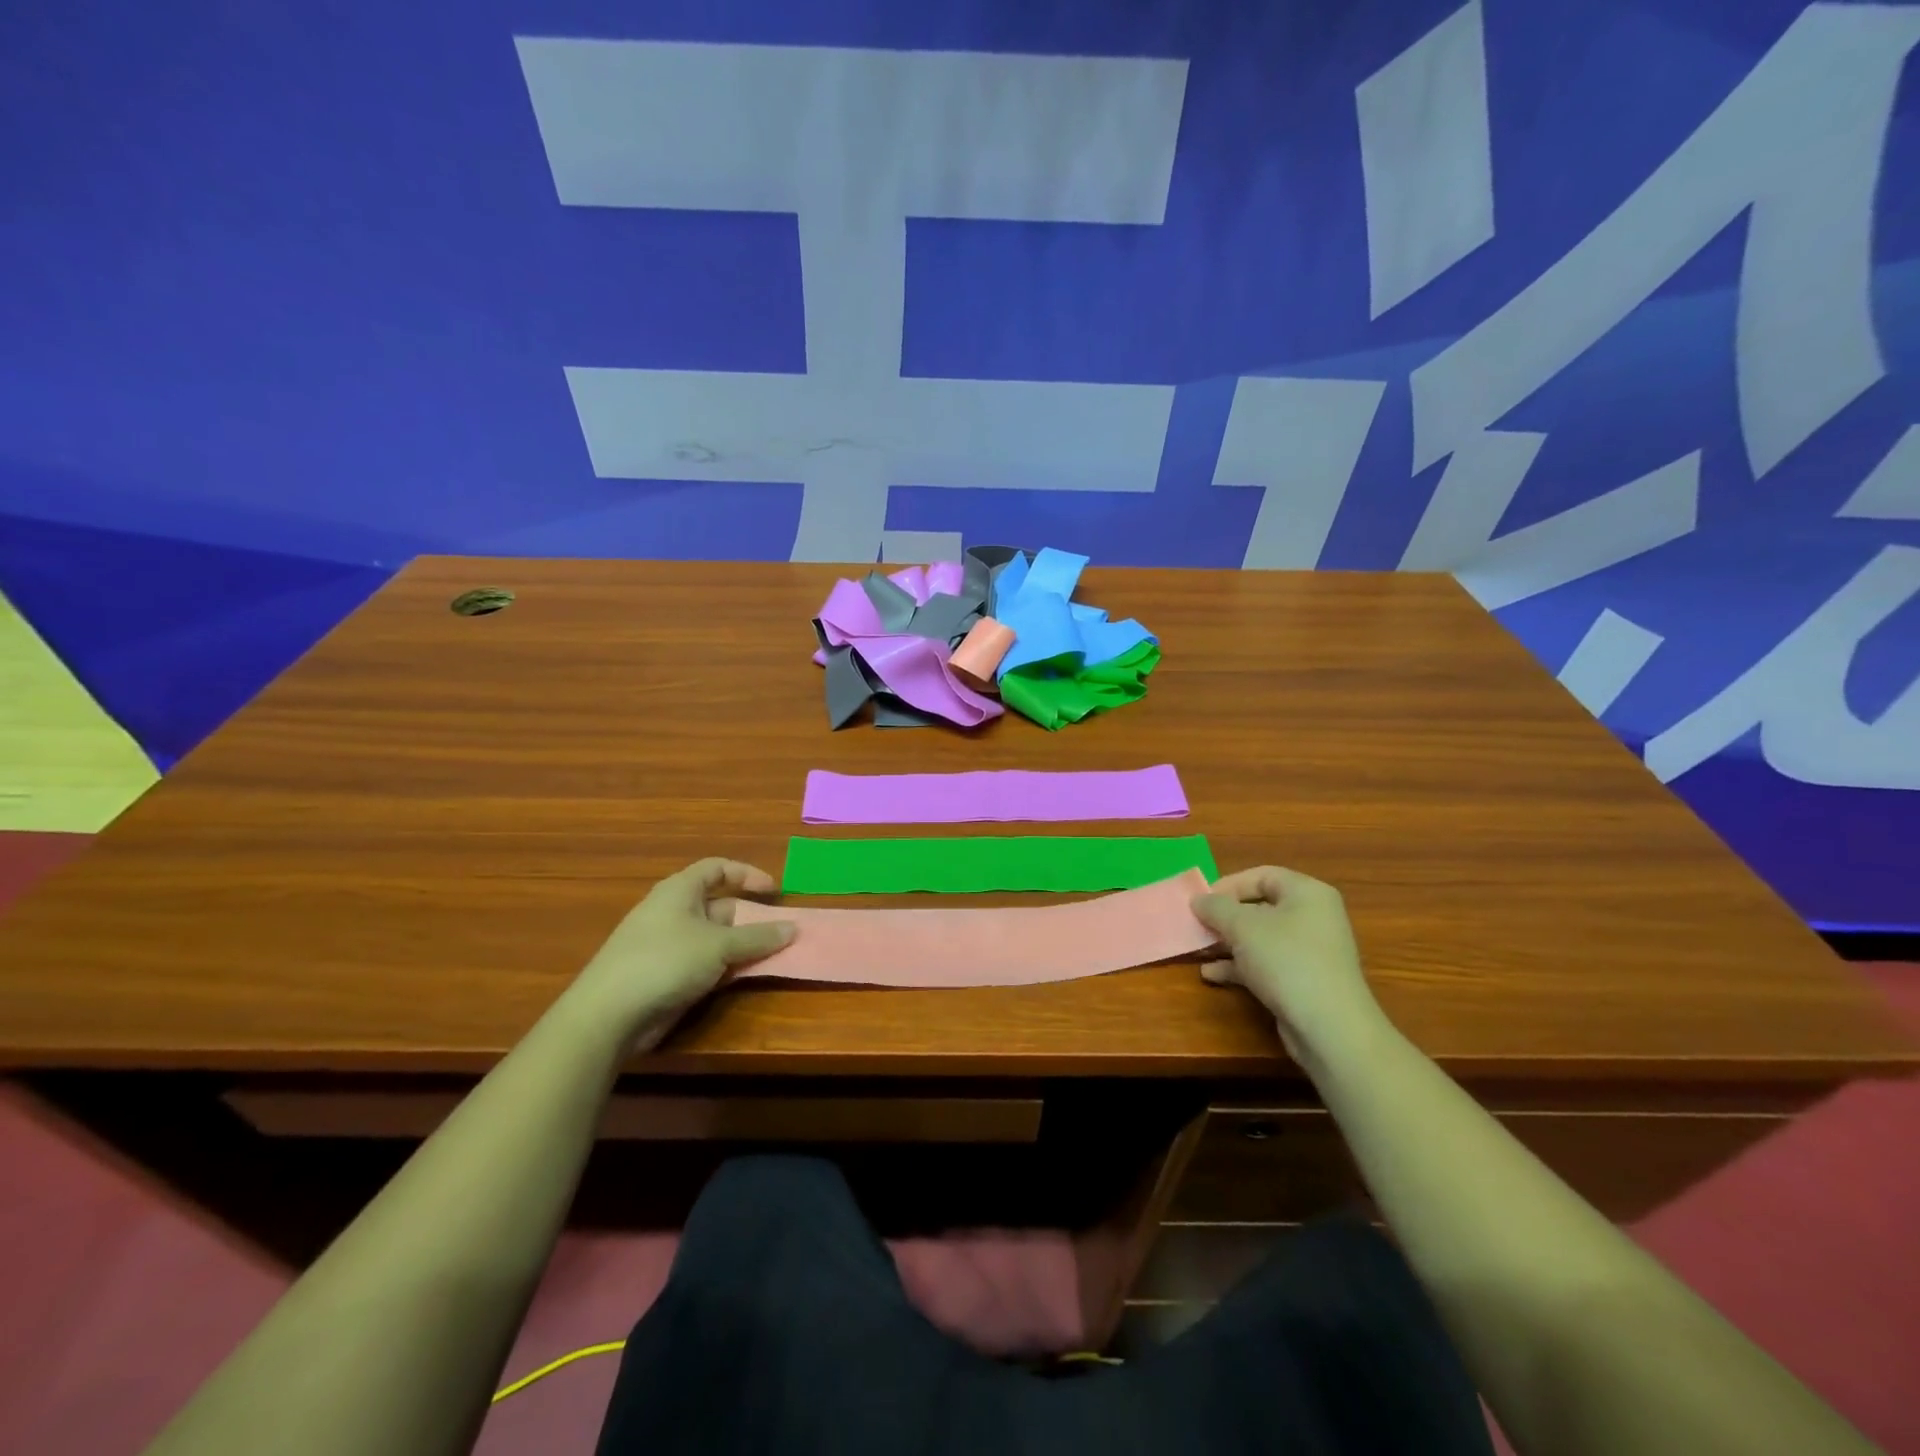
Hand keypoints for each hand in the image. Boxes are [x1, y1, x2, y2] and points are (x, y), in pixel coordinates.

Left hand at [567, 859, 795, 1037]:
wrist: (608, 1015)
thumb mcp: (718, 945)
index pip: (717, 868)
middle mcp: (673, 912)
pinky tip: (744, 978)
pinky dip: (726, 967)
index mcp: (679, 891)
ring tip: (772, 956)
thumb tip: (793, 928)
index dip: (747, 874)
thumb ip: (758, 937)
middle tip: (781, 932)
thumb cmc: (665, 961)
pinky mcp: (665, 976)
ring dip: (742, 946)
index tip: (774, 891)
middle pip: (720, 906)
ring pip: (715, 938)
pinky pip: (704, 963)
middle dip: (751, 918)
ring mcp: (668, 946)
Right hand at [1191, 867, 1389, 1066]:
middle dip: (1224, 917)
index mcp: (1307, 894)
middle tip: (1197, 925)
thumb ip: (1216, 908)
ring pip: (1260, 938)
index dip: (1228, 885)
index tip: (1201, 900)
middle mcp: (1313, 918)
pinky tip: (1212, 974)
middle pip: (1260, 907)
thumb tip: (1198, 899)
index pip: (1262, 875)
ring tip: (1199, 949)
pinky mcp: (1304, 981)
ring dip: (1227, 943)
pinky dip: (1240, 966)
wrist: (1329, 1028)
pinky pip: (1266, 963)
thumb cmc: (1286, 961)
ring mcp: (1310, 952)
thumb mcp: (1243, 927)